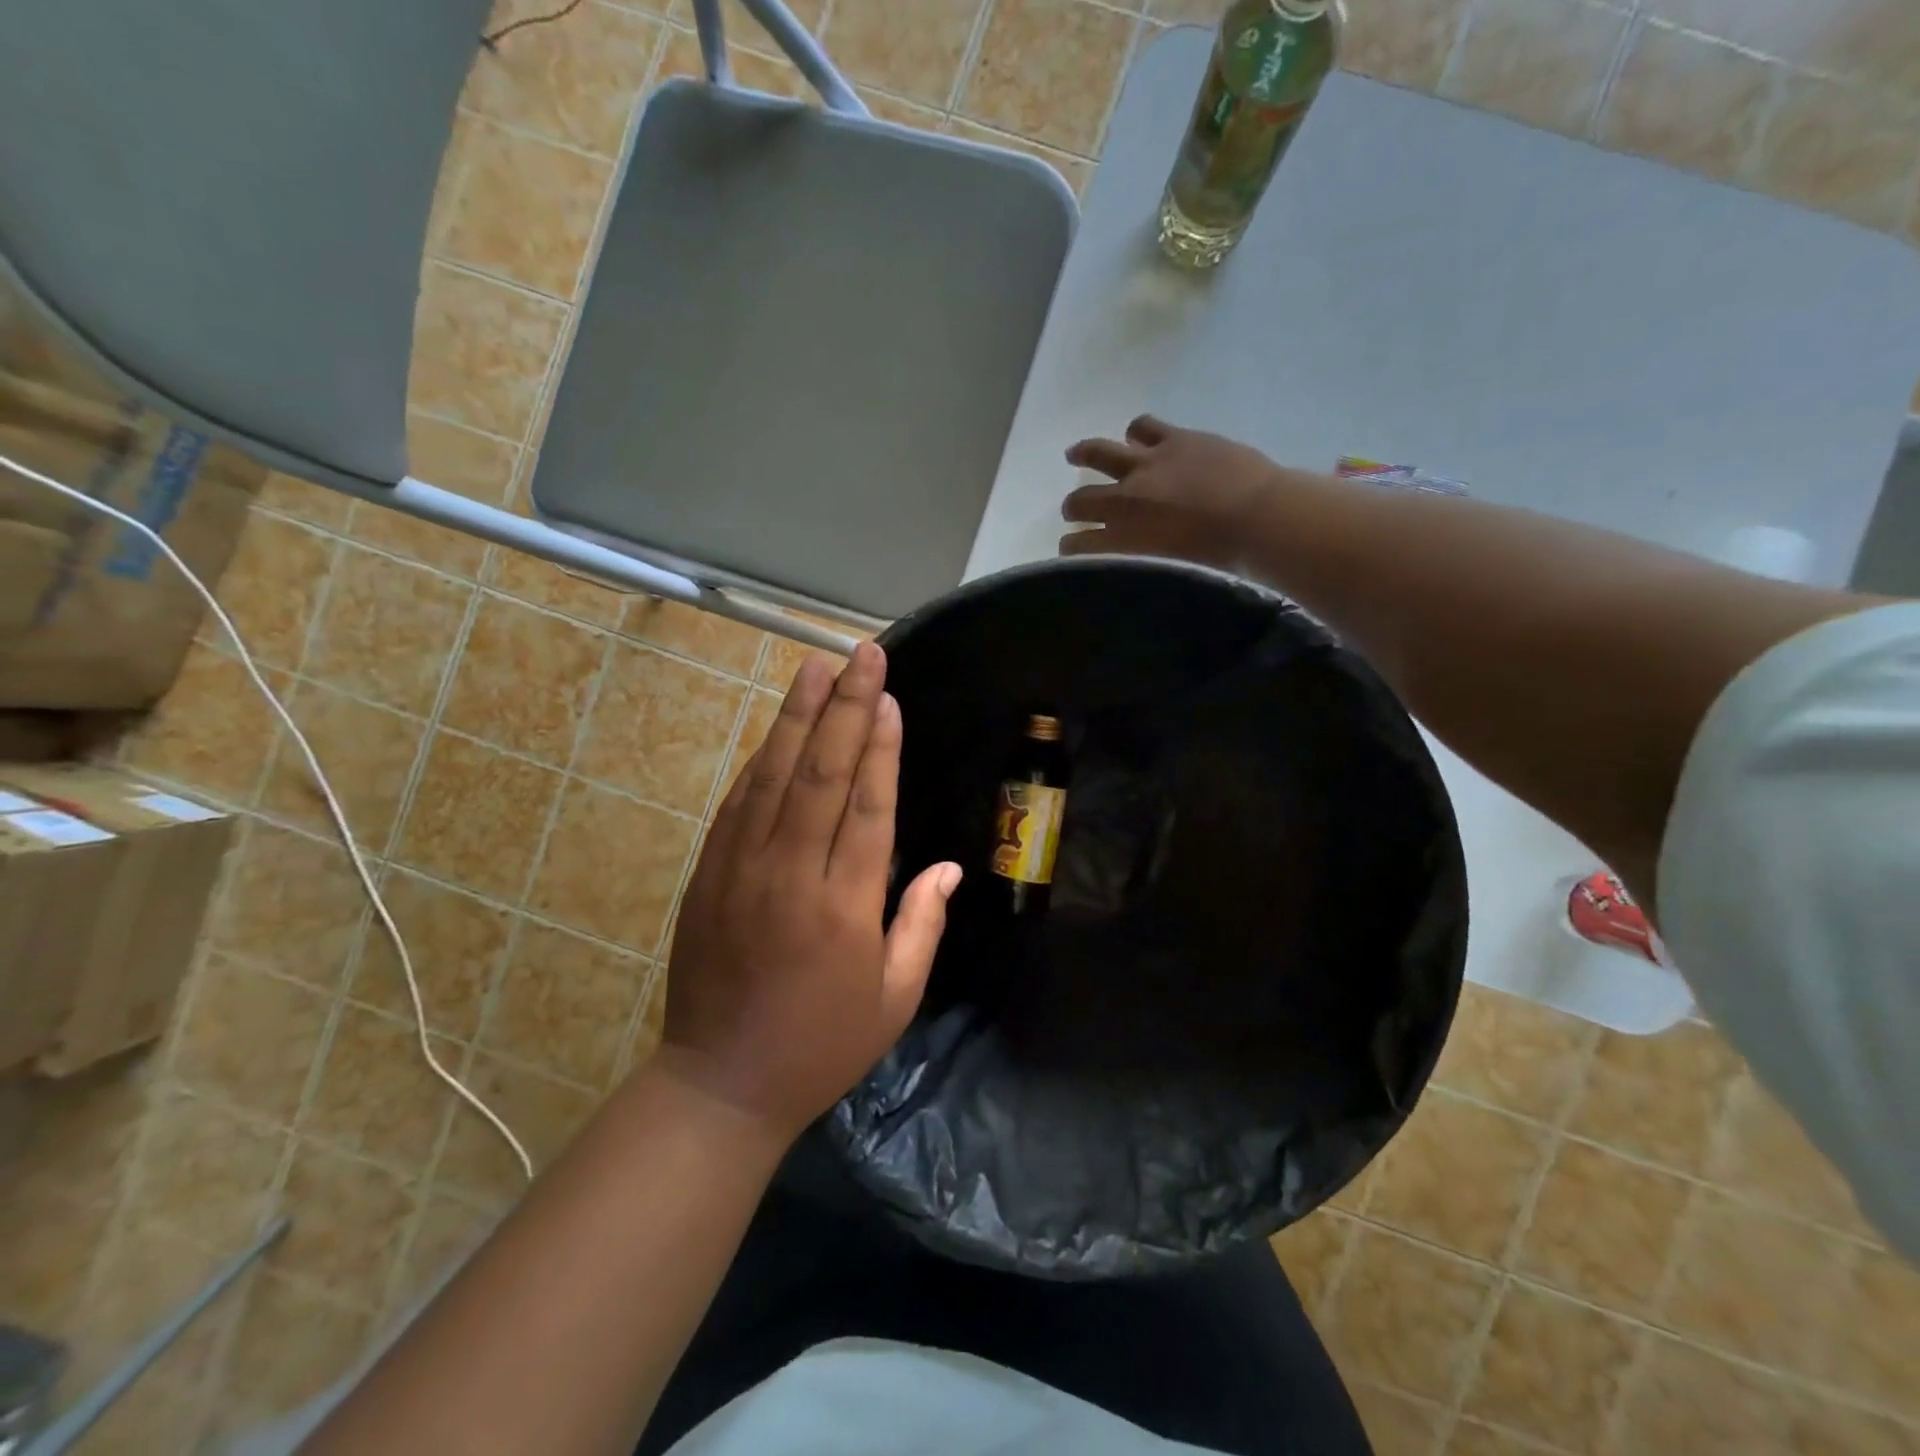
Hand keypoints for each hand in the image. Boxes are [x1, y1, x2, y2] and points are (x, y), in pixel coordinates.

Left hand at [657, 641, 960, 1145]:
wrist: (720, 1084)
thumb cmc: (822, 1045)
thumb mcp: (894, 999)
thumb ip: (922, 923)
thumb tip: (948, 865)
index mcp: (843, 907)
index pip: (866, 806)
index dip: (879, 747)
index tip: (888, 698)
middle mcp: (790, 875)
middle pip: (820, 774)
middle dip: (844, 709)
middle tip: (861, 657)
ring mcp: (741, 870)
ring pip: (773, 778)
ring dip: (796, 718)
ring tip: (815, 668)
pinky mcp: (708, 876)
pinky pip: (738, 805)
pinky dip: (761, 762)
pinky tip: (777, 730)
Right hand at [1061, 415, 1297, 566]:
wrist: (1258, 516)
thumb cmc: (1221, 557)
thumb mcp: (1172, 569)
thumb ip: (1146, 561)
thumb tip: (1137, 560)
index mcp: (1124, 539)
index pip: (1080, 545)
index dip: (1070, 548)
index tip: (1069, 550)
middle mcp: (1124, 501)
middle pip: (1081, 501)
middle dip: (1073, 507)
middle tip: (1072, 509)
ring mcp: (1147, 465)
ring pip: (1099, 453)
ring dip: (1083, 454)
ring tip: (1075, 454)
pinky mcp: (1174, 439)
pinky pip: (1143, 426)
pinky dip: (1135, 432)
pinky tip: (1135, 435)